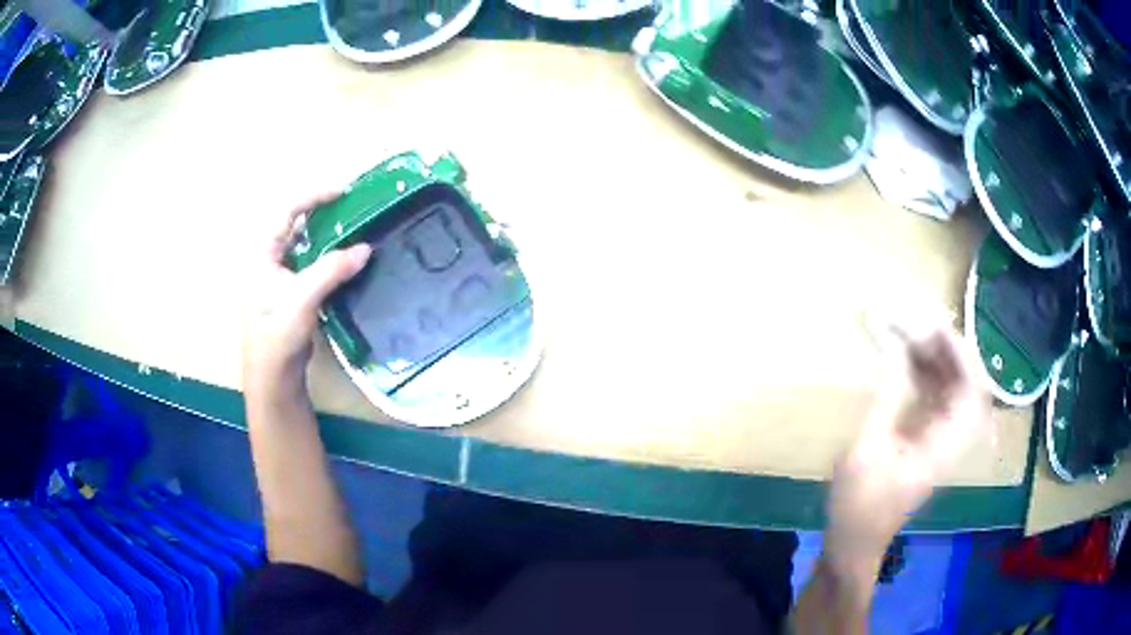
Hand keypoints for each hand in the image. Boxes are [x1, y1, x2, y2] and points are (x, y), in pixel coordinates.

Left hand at [242, 193, 371, 395]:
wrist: (274, 377)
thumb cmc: (277, 335)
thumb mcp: (302, 298)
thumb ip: (332, 269)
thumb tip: (366, 248)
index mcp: (261, 254)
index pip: (287, 212)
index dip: (315, 197)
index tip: (345, 191)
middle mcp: (268, 259)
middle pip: (295, 224)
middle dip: (323, 212)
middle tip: (353, 205)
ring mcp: (279, 276)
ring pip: (305, 244)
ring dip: (328, 234)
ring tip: (354, 226)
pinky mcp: (291, 292)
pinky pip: (311, 263)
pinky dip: (329, 255)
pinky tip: (346, 258)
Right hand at [823, 312, 989, 581]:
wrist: (855, 541)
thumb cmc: (859, 503)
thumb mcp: (866, 451)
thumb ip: (886, 398)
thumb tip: (896, 349)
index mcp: (943, 447)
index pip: (970, 392)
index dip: (959, 355)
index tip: (935, 325)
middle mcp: (950, 439)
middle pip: (964, 384)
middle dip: (946, 350)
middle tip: (919, 321)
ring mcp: (940, 439)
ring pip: (951, 388)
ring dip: (935, 358)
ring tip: (910, 331)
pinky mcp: (927, 439)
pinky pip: (936, 397)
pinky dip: (926, 374)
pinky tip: (908, 358)